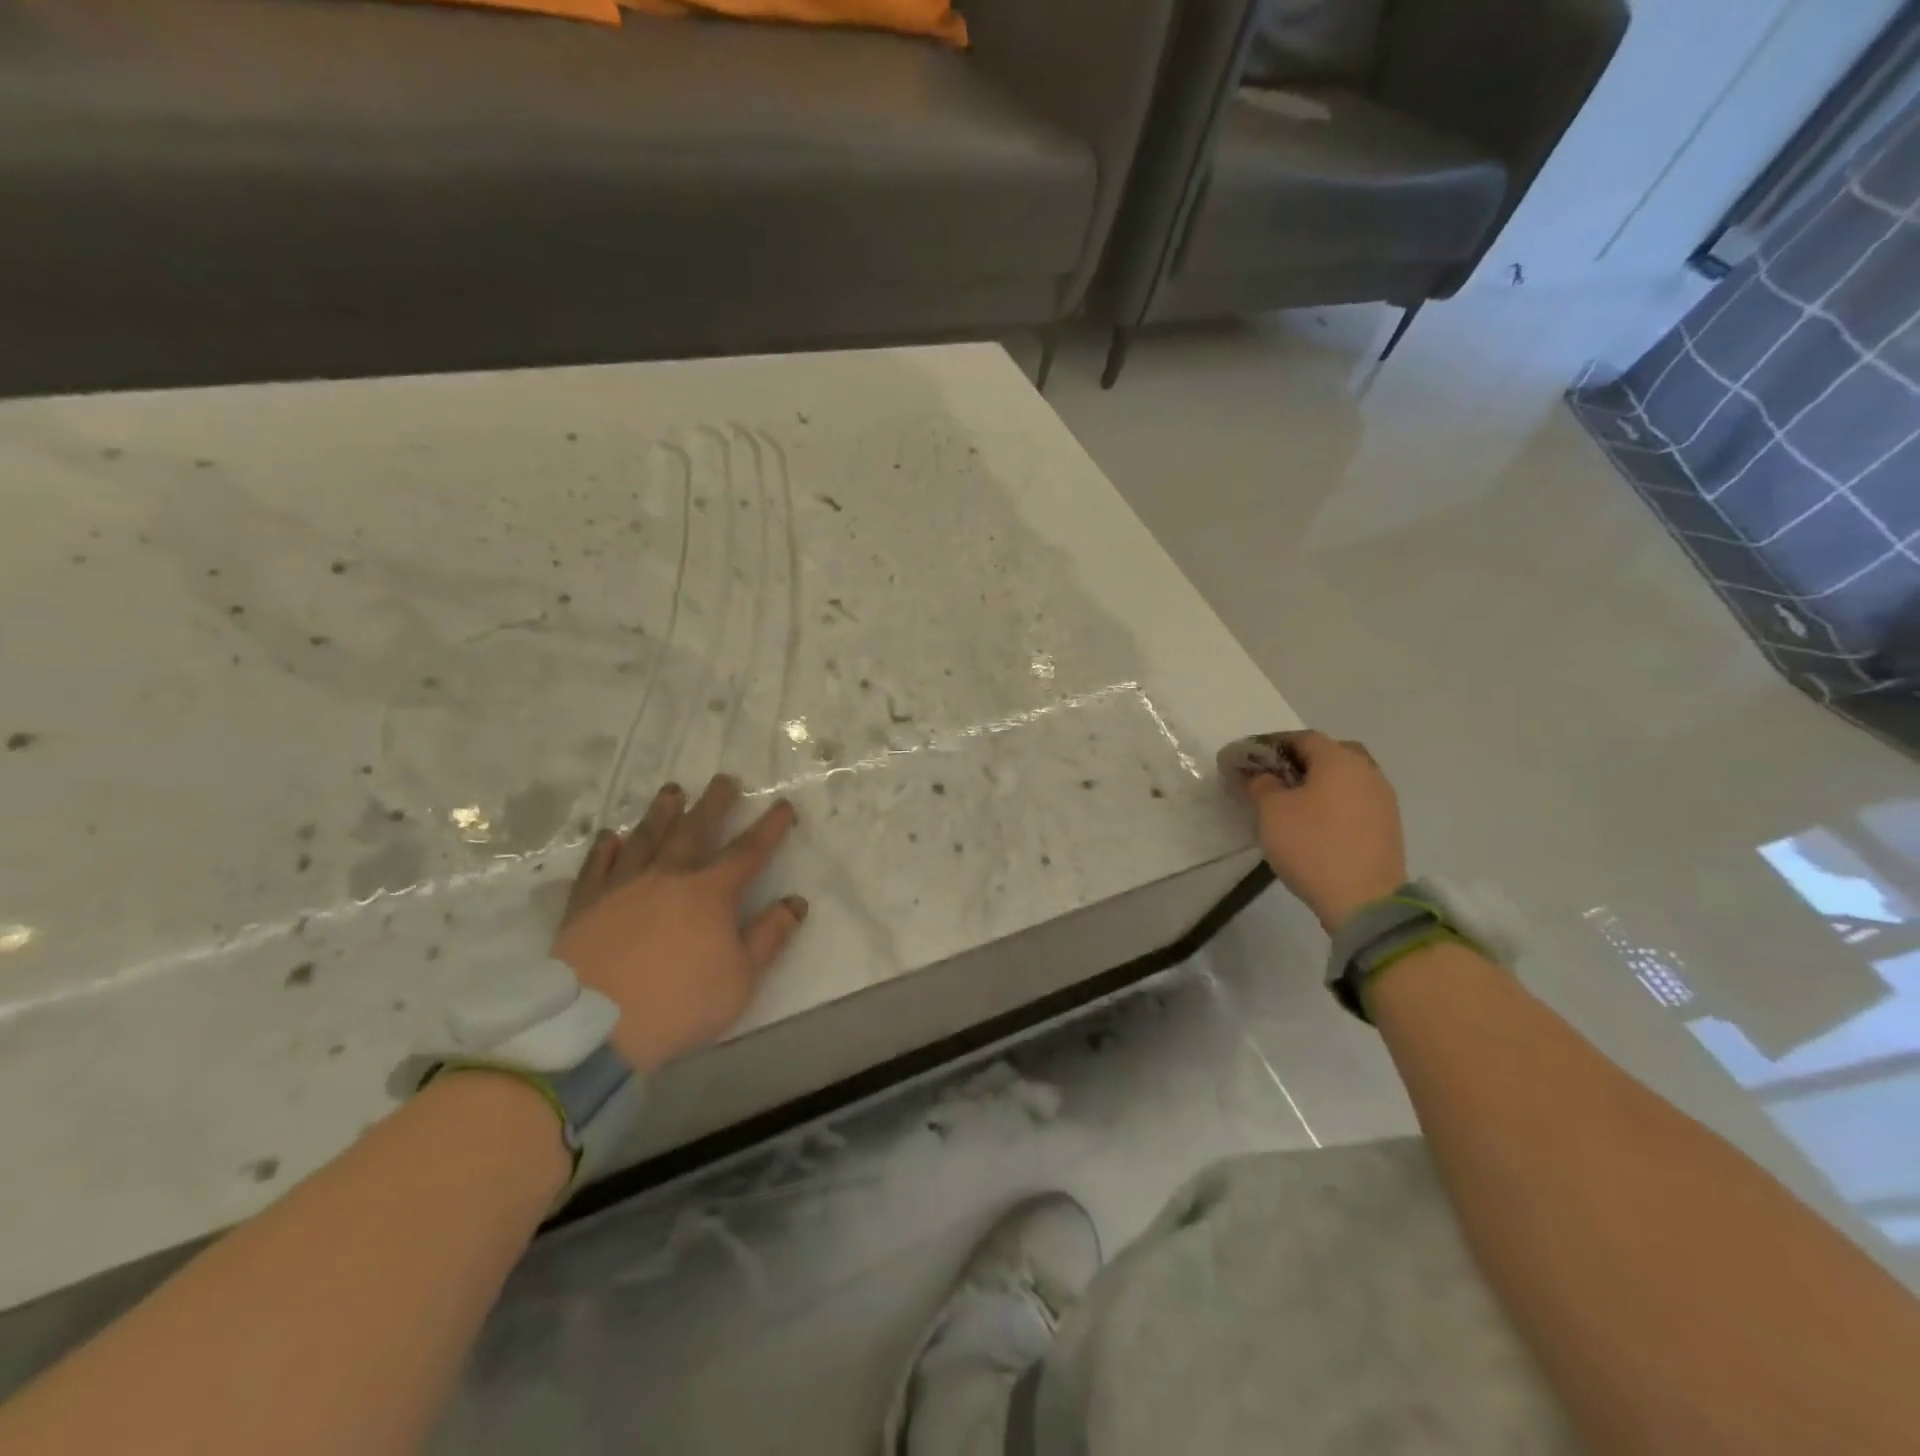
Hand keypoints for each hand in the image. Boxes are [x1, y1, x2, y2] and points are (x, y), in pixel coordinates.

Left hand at [551, 775, 806, 1073]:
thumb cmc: (679, 1003)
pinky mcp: (585, 905)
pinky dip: (605, 849)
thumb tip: (796, 902)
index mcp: (710, 894)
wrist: (593, 1026)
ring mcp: (622, 887)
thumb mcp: (741, 978)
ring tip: (672, 791)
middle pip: (694, 831)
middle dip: (714, 804)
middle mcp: (667, 878)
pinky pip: (597, 868)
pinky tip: (611, 836)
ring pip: (646, 839)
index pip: (748, 853)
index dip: (769, 828)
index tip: (783, 804)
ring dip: (661, 813)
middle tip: (725, 779)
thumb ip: (770, 936)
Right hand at [1234, 730, 1406, 931]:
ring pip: (1345, 777)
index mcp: (1339, 759)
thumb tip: (1261, 775)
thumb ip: (1262, 784)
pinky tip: (1316, 821)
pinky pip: (1355, 800)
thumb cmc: (1312, 845)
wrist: (1364, 900)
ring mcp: (1382, 799)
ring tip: (1292, 801)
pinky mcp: (1387, 825)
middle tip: (1274, 777)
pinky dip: (1334, 802)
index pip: (1301, 738)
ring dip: (1319, 782)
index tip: (1246, 759)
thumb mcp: (1272, 811)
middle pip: (1330, 753)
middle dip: (1299, 760)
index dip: (1270, 745)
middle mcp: (1367, 770)